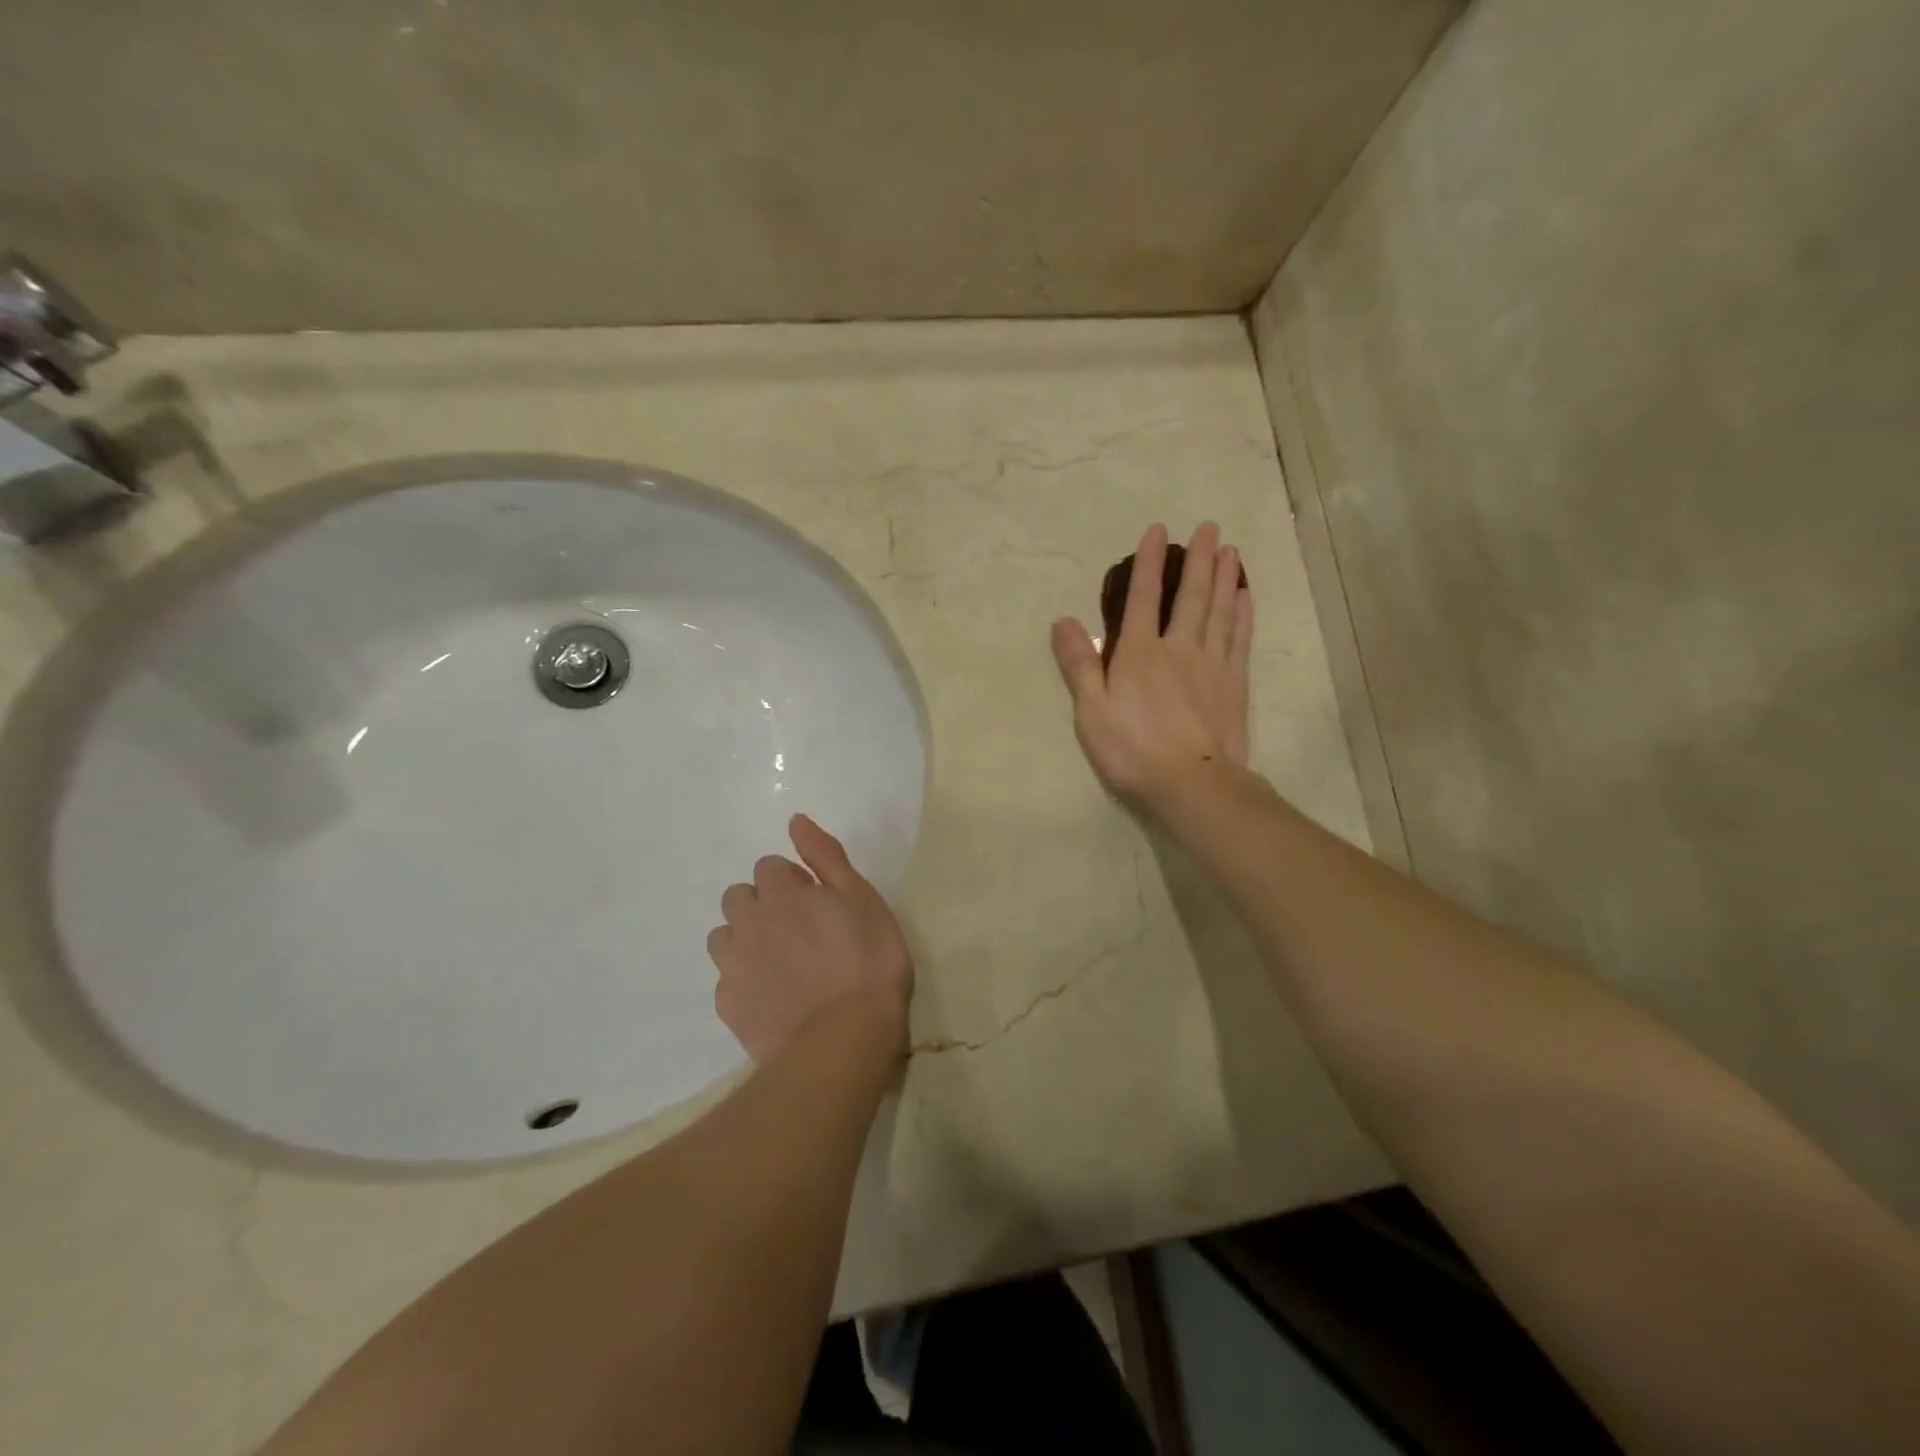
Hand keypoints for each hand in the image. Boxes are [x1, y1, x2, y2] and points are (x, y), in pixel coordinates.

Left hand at [707, 814, 913, 1062]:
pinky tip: (773, 996)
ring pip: (724, 937)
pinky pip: (727, 979)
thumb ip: (825, 856)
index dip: (793, 880)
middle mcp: (748, 922)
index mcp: (781, 893)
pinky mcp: (728, 1005)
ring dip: (745, 939)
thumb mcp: (862, 898)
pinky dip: (744, 980)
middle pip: (739, 898)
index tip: (817, 901)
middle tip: (798, 930)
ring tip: (780, 962)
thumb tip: (795, 820)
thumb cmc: (867, 961)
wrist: (844, 1038)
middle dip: (762, 905)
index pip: (769, 866)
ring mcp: (733, 966)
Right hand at [1051, 522, 1252, 805]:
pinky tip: (1245, 598)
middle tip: (1210, 528)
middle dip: (1199, 559)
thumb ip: (1079, 665)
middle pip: (1191, 596)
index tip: (1158, 532)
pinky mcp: (1234, 684)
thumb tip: (1064, 621)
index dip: (1149, 563)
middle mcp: (1178, 648)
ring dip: (1224, 578)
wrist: (1192, 784)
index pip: (1143, 598)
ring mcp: (1211, 665)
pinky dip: (1242, 615)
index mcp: (1139, 653)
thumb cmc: (1132, 750)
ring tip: (1231, 551)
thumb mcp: (1091, 712)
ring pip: (1219, 611)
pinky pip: (1239, 639)